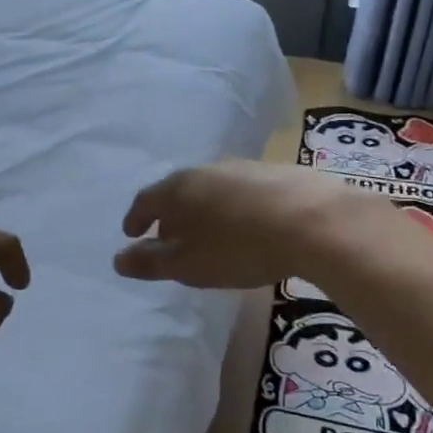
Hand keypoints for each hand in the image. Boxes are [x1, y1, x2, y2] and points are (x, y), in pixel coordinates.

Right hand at [113, 160, 369, 289]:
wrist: (313, 222)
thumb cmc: (238, 247)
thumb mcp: (188, 265)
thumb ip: (151, 263)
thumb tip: (118, 259)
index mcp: (179, 189)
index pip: (146, 200)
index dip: (136, 218)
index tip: (131, 233)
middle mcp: (207, 170)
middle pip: (179, 191)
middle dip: (171, 215)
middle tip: (171, 237)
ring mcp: (245, 168)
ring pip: (213, 189)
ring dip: (205, 210)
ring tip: (211, 234)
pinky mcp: (279, 173)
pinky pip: (245, 192)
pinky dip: (236, 208)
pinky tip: (250, 226)